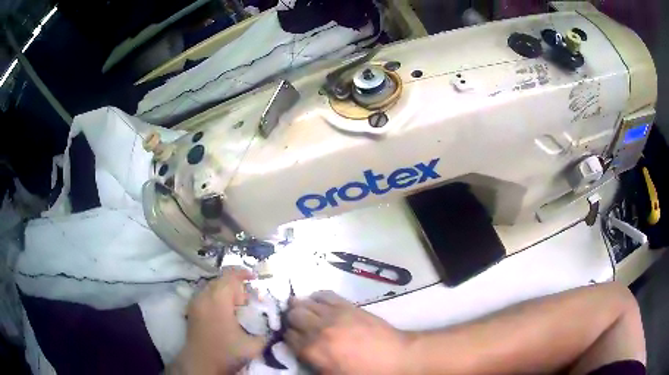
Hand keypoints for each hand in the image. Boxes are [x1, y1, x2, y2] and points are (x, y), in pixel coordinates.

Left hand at [169, 267, 266, 374]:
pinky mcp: (192, 310)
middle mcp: (204, 296)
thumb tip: (273, 325)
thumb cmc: (226, 353)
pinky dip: (217, 297)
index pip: (230, 276)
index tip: (255, 277)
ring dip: (225, 290)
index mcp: (218, 300)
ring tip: (238, 304)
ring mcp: (195, 303)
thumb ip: (266, 333)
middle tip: (249, 298)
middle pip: (220, 280)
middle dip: (236, 284)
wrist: (200, 364)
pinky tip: (225, 311)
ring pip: (211, 286)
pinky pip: (205, 295)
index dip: (244, 273)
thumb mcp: (253, 346)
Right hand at [285, 291, 411, 374]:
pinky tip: (318, 301)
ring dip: (301, 307)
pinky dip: (317, 296)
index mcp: (312, 351)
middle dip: (292, 320)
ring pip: (305, 303)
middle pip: (293, 316)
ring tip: (304, 311)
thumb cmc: (364, 372)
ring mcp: (332, 315)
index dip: (289, 337)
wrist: (394, 356)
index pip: (288, 337)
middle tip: (298, 325)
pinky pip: (325, 294)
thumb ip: (313, 364)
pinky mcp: (346, 305)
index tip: (294, 338)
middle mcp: (317, 330)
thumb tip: (302, 354)